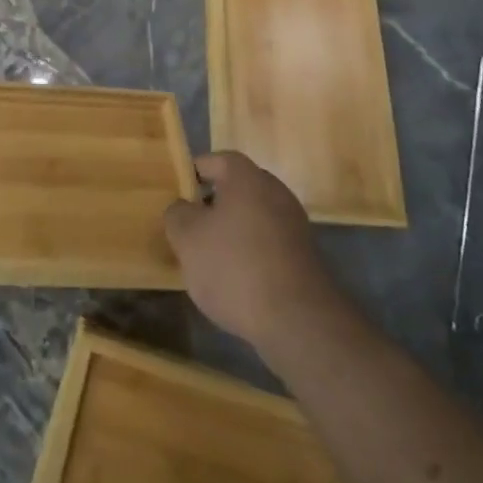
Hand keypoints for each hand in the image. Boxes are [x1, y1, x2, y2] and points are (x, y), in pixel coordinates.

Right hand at [164, 152, 341, 353]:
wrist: (298, 322)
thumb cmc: (234, 267)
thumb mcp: (187, 238)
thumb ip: (177, 214)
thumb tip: (184, 207)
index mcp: (247, 177)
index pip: (215, 160)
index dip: (193, 174)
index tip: (177, 196)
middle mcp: (275, 192)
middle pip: (236, 189)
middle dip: (212, 205)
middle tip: (190, 228)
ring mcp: (294, 225)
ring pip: (253, 217)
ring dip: (232, 231)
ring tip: (210, 259)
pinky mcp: (305, 257)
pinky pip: (268, 243)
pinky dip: (251, 253)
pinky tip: (238, 281)